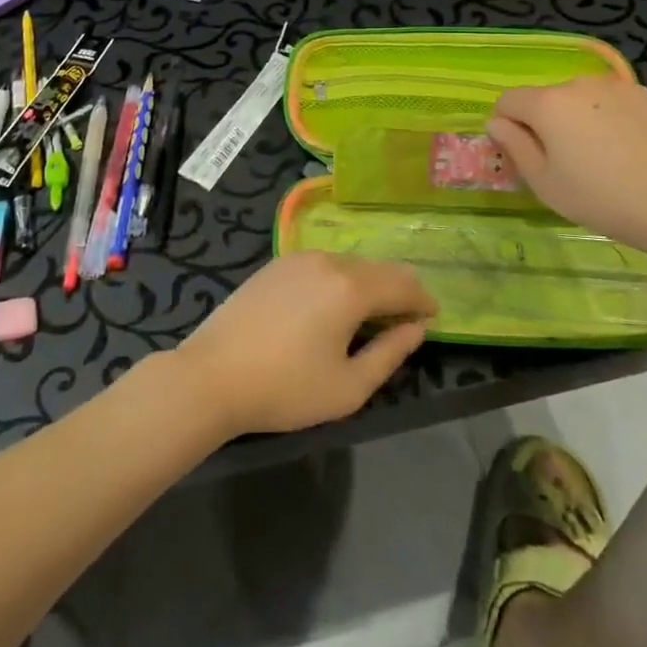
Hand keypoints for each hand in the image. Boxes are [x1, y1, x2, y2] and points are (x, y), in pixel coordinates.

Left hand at [176, 253, 437, 435]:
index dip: (423, 300)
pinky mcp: (276, 264)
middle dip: (399, 289)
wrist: (213, 375)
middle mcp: (328, 260)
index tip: (434, 317)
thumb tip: (417, 328)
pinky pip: (323, 264)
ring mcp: (298, 258)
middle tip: (409, 316)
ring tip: (373, 312)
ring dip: (369, 283)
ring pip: (349, 263)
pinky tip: (335, 303)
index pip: (402, 285)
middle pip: (378, 268)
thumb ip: (390, 354)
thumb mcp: (348, 387)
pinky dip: (341, 278)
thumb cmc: (285, 388)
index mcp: (350, 287)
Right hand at [487, 75, 646, 258]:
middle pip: (544, 98)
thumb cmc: (599, 198)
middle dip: (543, 122)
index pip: (508, 101)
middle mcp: (577, 83)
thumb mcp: (544, 182)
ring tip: (597, 154)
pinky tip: (623, 147)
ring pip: (578, 98)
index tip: (522, 154)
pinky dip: (605, 116)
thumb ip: (514, 146)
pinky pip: (608, 101)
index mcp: (547, 103)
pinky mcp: (644, 95)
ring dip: (575, 117)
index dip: (506, 126)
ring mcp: (614, 86)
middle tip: (562, 161)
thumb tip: (497, 123)